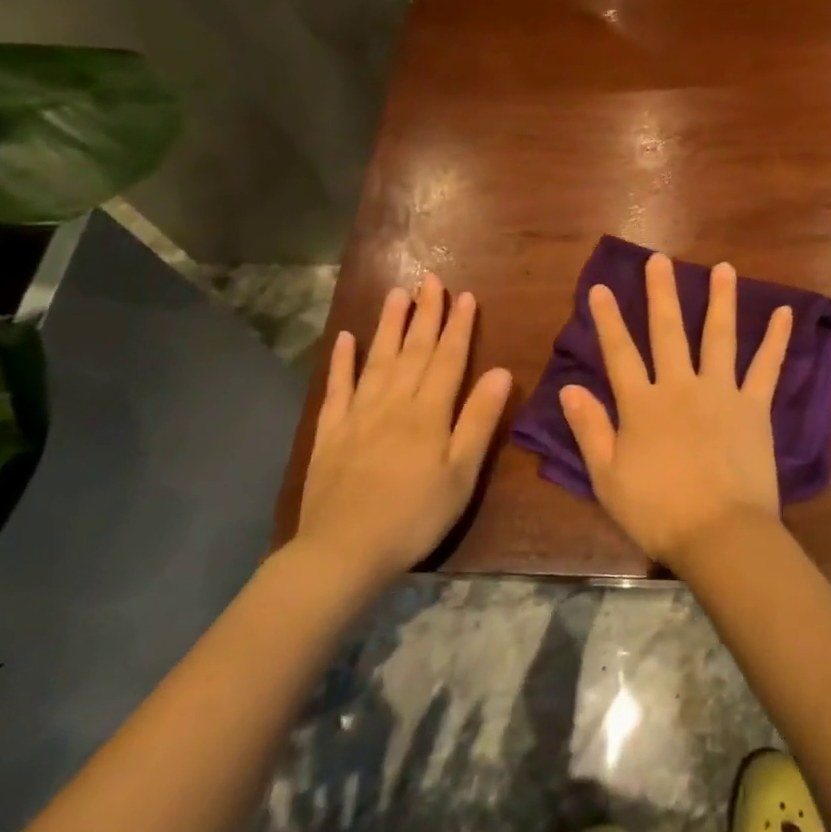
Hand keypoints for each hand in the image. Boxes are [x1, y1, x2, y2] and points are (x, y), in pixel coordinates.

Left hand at [294, 274, 512, 599]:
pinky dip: (341, 362)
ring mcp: (357, 415)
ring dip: (388, 325)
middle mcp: (392, 403)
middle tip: (430, 279)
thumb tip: (500, 372)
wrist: (343, 552)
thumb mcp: (461, 474)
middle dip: (425, 313)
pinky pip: (336, 388)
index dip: (458, 326)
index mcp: (428, 413)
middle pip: (412, 350)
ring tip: (396, 294)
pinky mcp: (330, 433)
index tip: (465, 295)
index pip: (447, 358)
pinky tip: (346, 339)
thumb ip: (479, 421)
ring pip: (376, 360)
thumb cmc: (414, 516)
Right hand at [559, 253, 792, 565]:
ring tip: (724, 268)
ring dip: (721, 300)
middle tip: (659, 259)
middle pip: (668, 332)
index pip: (619, 353)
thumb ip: (590, 429)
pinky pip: (766, 367)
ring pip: (719, 337)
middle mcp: (680, 387)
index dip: (608, 320)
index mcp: (642, 405)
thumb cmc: (658, 512)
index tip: (600, 287)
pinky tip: (785, 312)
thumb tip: (568, 389)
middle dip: (661, 293)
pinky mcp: (754, 407)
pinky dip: (776, 339)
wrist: (719, 534)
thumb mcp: (608, 478)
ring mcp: (721, 392)